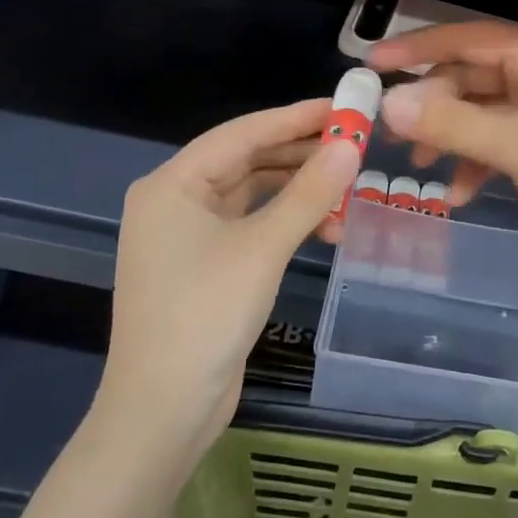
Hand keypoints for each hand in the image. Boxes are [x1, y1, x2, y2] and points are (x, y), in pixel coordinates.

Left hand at [99, 100, 358, 451]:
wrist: (163, 410)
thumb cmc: (205, 315)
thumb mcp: (263, 248)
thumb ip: (309, 193)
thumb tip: (351, 145)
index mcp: (172, 184)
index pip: (242, 133)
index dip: (295, 118)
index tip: (343, 107)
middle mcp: (175, 201)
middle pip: (247, 161)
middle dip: (301, 155)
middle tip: (354, 145)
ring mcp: (187, 236)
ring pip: (252, 195)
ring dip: (298, 192)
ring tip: (349, 189)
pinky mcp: (204, 265)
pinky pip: (250, 225)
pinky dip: (286, 222)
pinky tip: (325, 227)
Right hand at [368, 23, 517, 276]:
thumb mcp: (515, 144)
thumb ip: (450, 123)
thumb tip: (389, 102)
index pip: (463, 39)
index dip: (413, 48)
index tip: (369, 65)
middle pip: (473, 77)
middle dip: (433, 106)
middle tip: (396, 138)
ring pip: (488, 112)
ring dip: (455, 138)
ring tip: (425, 172)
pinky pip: (510, 140)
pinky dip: (484, 161)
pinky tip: (465, 194)